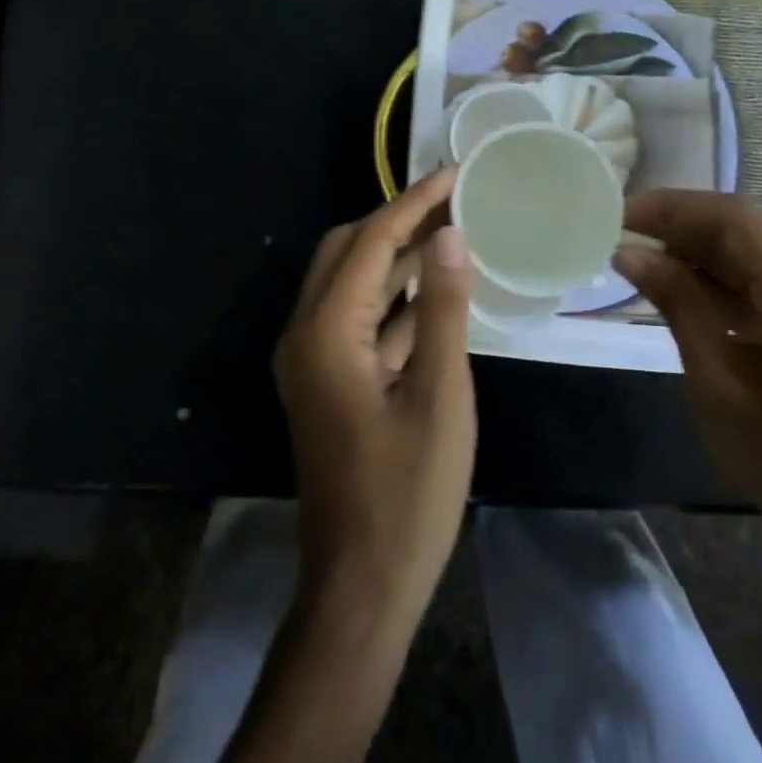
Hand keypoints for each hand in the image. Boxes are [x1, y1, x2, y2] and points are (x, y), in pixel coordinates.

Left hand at [273, 167, 475, 626]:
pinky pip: (358, 318)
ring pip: (352, 283)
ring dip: (397, 256)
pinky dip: (394, 297)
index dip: (414, 203)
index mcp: (326, 331)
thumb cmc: (406, 495)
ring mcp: (313, 359)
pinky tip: (435, 290)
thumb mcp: (439, 397)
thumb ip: (441, 309)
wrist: (360, 588)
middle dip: (399, 220)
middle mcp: (306, 333)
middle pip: (348, 251)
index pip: (371, 241)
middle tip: (454, 202)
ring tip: (452, 233)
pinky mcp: (328, 380)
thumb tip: (449, 236)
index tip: (455, 174)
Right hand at [614, 191, 761, 551]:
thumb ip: (675, 302)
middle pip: (743, 231)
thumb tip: (628, 251)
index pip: (731, 220)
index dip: (671, 208)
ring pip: (753, 253)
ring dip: (699, 253)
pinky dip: (724, 279)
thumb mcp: (715, 378)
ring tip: (643, 259)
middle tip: (623, 232)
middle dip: (680, 227)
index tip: (621, 212)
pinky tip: (683, 289)